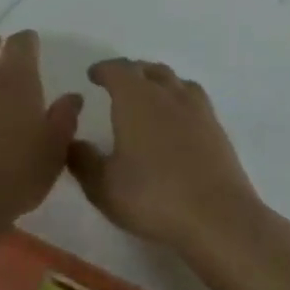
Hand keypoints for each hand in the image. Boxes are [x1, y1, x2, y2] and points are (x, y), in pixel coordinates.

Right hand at [67, 58, 265, 258]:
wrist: (218, 219)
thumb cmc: (152, 197)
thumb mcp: (103, 186)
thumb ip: (82, 161)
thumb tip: (72, 142)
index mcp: (136, 99)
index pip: (117, 70)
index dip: (103, 70)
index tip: (93, 75)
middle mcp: (167, 95)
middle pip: (149, 70)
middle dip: (131, 72)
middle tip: (118, 84)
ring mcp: (198, 111)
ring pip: (176, 82)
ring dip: (159, 82)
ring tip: (150, 96)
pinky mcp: (218, 131)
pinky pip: (195, 102)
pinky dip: (180, 101)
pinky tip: (176, 122)